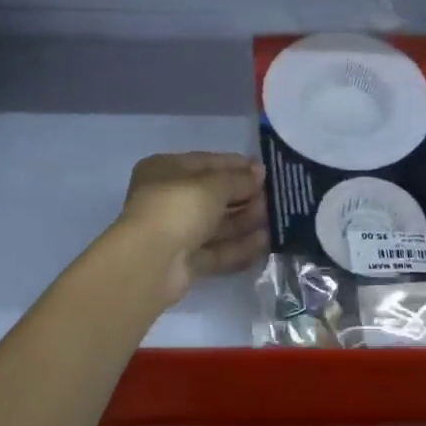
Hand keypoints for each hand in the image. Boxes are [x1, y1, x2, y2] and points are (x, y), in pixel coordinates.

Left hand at [118, 152, 268, 299]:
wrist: (150, 262)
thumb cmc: (178, 207)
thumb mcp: (213, 185)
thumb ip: (238, 178)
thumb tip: (259, 172)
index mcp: (165, 170)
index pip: (206, 162)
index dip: (236, 166)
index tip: (266, 170)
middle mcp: (167, 199)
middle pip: (212, 196)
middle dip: (243, 196)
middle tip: (273, 198)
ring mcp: (174, 232)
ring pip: (215, 225)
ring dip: (244, 221)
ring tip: (274, 220)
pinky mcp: (183, 262)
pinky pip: (215, 250)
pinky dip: (237, 246)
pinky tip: (263, 243)